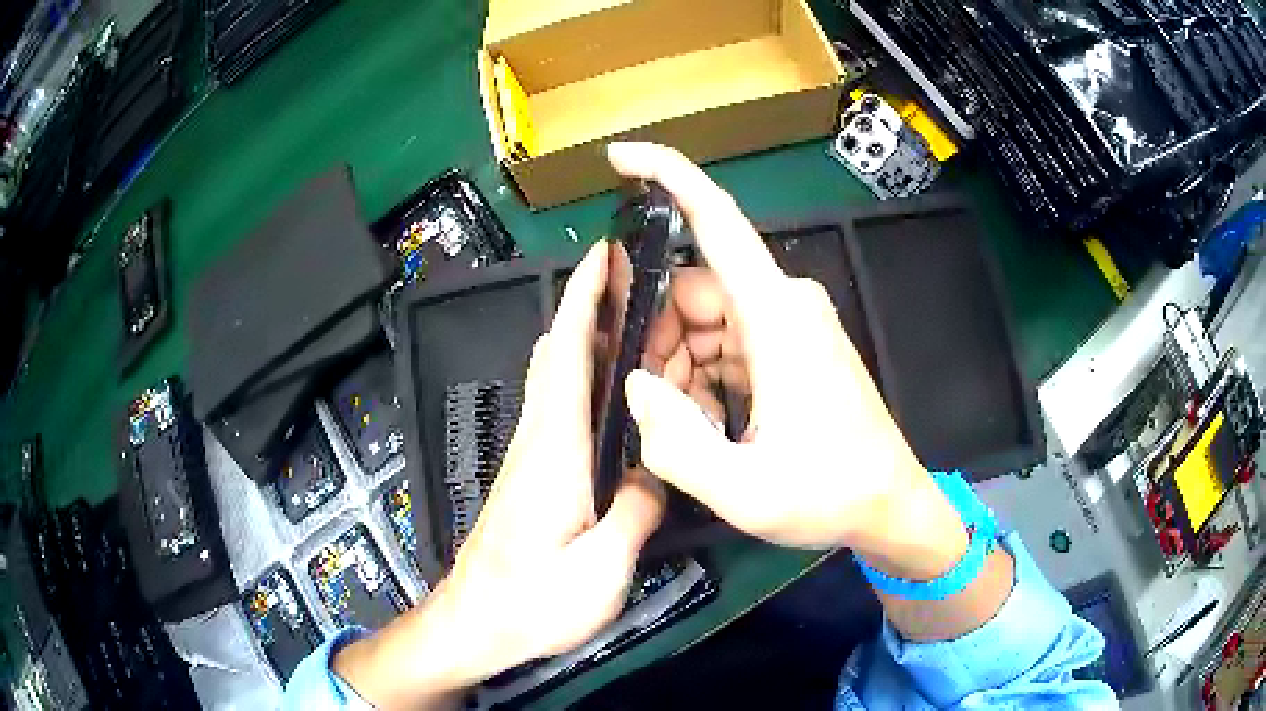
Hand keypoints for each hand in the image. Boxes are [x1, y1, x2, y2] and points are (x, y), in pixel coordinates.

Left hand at [333, 242, 664, 708]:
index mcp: (555, 449)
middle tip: (641, 282)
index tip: (607, 253)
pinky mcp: (534, 472)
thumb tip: (655, 474)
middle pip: (558, 351)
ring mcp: (532, 453)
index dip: (585, 296)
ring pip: (558, 375)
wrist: (475, 623)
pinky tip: (623, 395)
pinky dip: (588, 378)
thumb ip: (635, 513)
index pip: (567, 352)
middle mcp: (539, 437)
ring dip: (591, 337)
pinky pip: (562, 405)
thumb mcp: (600, 571)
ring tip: (644, 326)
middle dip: (590, 304)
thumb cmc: (531, 603)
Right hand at [610, 142, 967, 580]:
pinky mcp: (791, 347)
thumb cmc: (831, 496)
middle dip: (657, 339)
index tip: (620, 158)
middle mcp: (784, 304)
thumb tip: (636, 386)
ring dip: (681, 367)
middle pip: (693, 289)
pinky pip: (728, 342)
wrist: (889, 505)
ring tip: (691, 431)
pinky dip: (705, 376)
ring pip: (705, 320)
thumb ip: (675, 446)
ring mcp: (789, 324)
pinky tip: (712, 424)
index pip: (715, 219)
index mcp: (777, 316)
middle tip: (653, 407)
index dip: (666, 176)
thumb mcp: (745, 492)